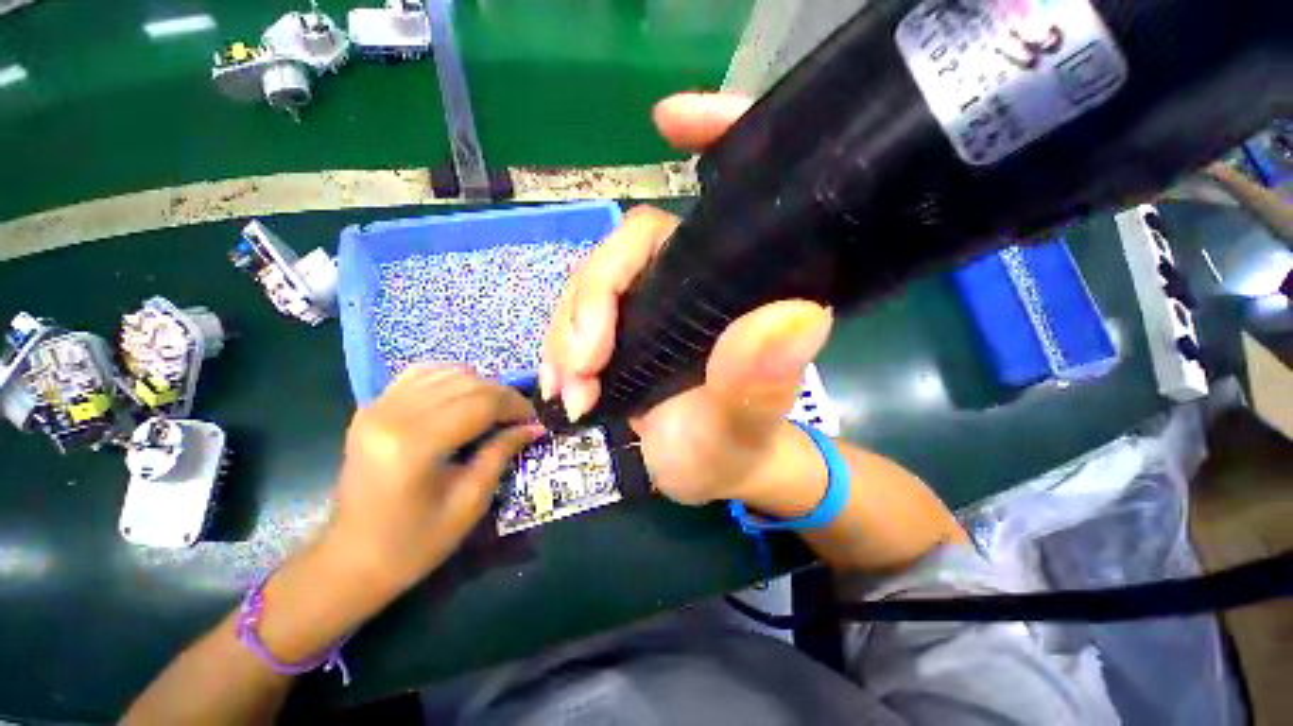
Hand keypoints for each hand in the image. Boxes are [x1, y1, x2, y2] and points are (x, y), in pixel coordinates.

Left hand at [327, 365, 542, 589]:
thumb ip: (501, 454)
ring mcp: (377, 407)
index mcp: (416, 444)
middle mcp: (393, 414)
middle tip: (519, 417)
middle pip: (467, 382)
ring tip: (493, 409)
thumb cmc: (414, 542)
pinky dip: (450, 380)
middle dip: (503, 395)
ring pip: (447, 372)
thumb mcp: (469, 502)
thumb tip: (534, 427)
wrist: (350, 559)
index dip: (516, 406)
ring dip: (480, 385)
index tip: (534, 419)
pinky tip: (461, 399)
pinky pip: (421, 374)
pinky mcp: (371, 409)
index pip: (482, 403)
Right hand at [541, 93, 833, 506]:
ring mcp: (651, 304)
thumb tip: (798, 316)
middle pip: (624, 253)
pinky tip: (563, 388)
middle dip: (590, 306)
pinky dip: (562, 352)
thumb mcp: (741, 426)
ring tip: (571, 392)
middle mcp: (693, 282)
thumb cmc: (733, 449)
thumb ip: (759, 383)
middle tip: (582, 369)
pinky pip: (578, 322)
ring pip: (591, 290)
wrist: (709, 472)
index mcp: (737, 289)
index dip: (712, 140)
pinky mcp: (623, 330)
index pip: (726, 199)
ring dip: (568, 338)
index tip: (668, 118)